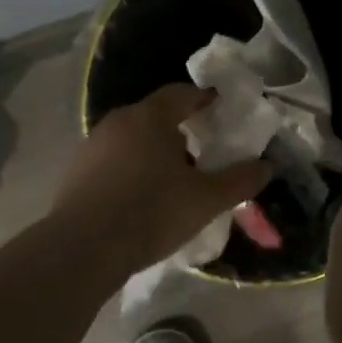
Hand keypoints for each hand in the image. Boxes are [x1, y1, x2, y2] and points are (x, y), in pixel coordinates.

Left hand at [51, 85, 269, 276]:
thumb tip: (266, 167)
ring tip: (173, 179)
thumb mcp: (206, 200)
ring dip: (154, 151)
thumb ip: (239, 180)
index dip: (204, 99)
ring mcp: (92, 146)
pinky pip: (113, 160)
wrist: (82, 249)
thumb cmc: (151, 212)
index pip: (181, 93)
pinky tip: (141, 197)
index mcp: (150, 118)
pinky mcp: (75, 172)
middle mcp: (118, 122)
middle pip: (155, 115)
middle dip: (180, 129)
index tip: (220, 109)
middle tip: (201, 151)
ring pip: (132, 138)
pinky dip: (131, 169)